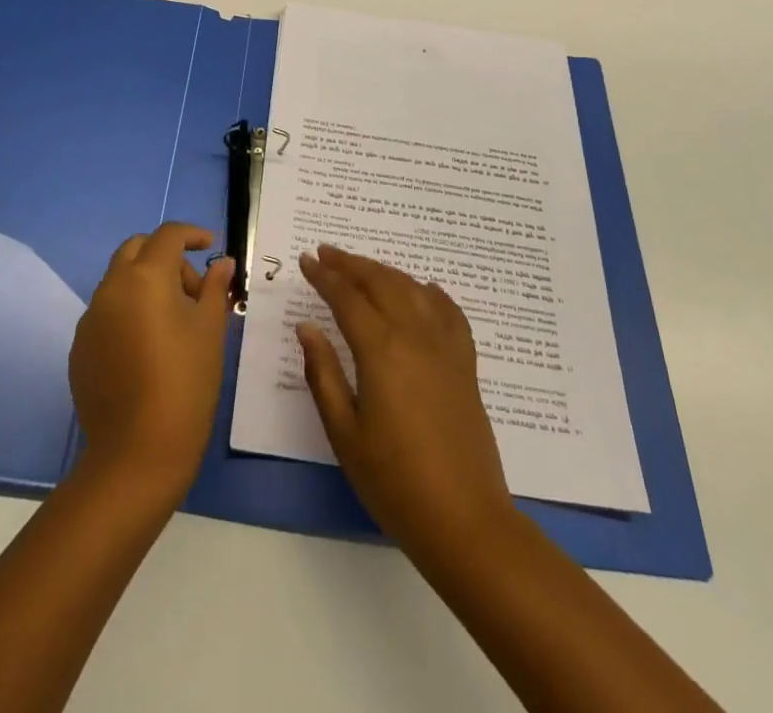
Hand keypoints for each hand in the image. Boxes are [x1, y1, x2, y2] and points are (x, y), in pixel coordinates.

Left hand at [68, 222, 233, 502]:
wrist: (137, 453)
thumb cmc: (185, 383)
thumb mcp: (210, 331)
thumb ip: (214, 288)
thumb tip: (222, 263)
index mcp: (145, 277)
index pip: (168, 235)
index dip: (192, 234)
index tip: (211, 247)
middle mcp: (111, 287)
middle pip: (136, 249)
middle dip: (165, 256)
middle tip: (193, 288)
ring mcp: (90, 318)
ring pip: (119, 280)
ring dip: (146, 284)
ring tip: (175, 323)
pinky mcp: (80, 347)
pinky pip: (107, 312)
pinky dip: (129, 312)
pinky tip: (148, 348)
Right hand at [297, 245, 513, 555]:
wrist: (464, 519)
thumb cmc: (394, 481)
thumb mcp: (344, 432)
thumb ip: (323, 373)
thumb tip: (307, 327)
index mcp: (381, 349)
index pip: (347, 297)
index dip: (324, 276)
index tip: (306, 260)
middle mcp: (415, 335)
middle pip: (381, 282)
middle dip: (351, 264)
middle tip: (326, 253)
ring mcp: (445, 346)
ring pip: (413, 289)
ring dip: (384, 272)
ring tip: (362, 267)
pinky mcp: (466, 363)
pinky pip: (449, 312)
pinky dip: (431, 293)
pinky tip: (423, 290)